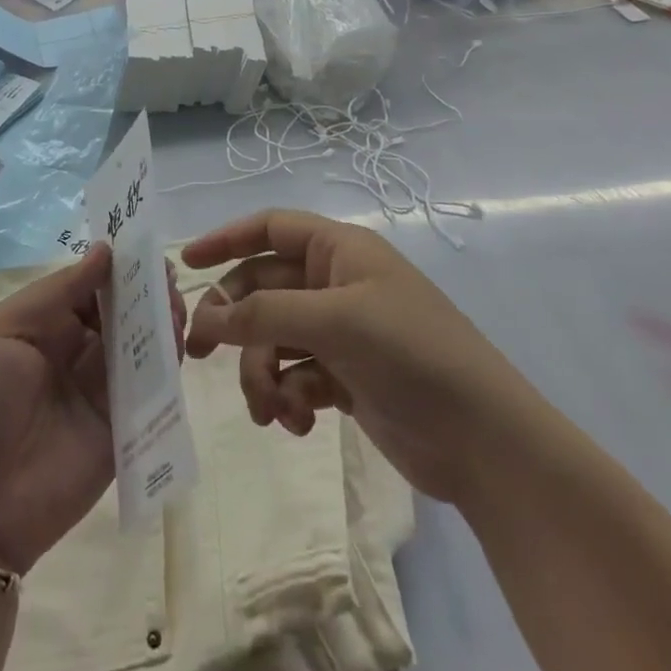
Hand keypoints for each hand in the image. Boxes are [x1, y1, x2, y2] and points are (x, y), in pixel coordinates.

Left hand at [0, 245, 183, 576]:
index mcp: (44, 324)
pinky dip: (168, 362)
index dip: (116, 266)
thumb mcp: (2, 332)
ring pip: (142, 343)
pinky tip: (176, 343)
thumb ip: (57, 292)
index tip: (145, 247)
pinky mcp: (125, 425)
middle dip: (145, 289)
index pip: (89, 284)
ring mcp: (103, 388)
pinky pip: (152, 387)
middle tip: (167, 277)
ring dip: (161, 320)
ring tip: (174, 307)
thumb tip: (105, 250)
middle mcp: (77, 350)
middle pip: (121, 310)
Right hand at [183, 209, 538, 508]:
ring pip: (274, 339)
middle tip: (198, 354)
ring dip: (262, 373)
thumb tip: (205, 316)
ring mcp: (341, 333)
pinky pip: (295, 376)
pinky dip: (288, 397)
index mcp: (340, 251)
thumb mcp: (336, 322)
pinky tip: (298, 424)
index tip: (186, 263)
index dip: (226, 238)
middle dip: (234, 322)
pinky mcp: (345, 377)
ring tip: (270, 410)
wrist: (485, 442)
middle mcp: (336, 284)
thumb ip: (265, 313)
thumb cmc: (413, 355)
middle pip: (264, 290)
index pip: (271, 228)